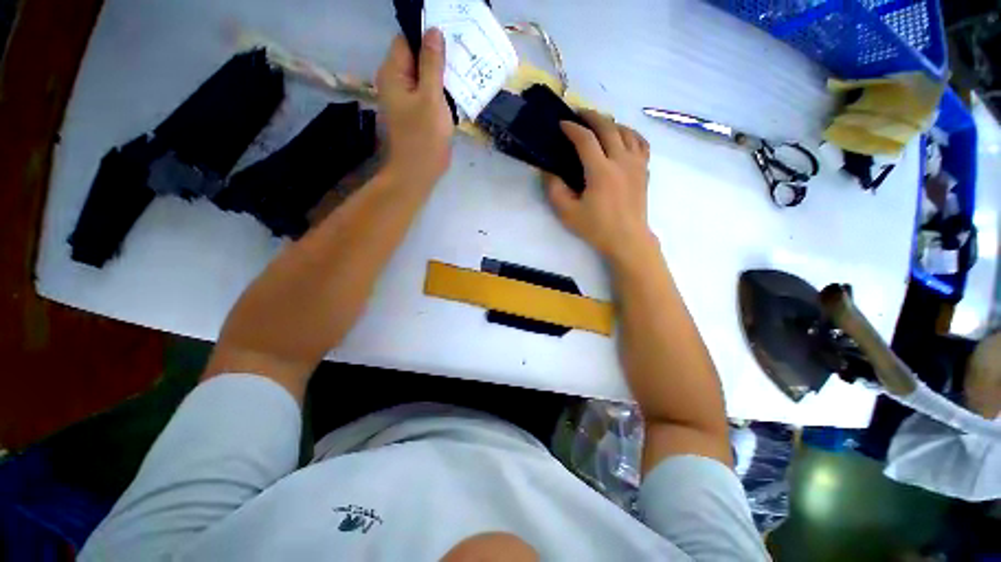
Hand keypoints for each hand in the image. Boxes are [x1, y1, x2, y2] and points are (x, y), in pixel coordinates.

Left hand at [376, 29, 454, 186]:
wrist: (417, 174)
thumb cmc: (423, 138)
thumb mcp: (431, 97)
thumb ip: (432, 64)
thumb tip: (434, 31)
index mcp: (393, 73)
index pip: (407, 40)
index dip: (427, 36)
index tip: (451, 38)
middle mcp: (396, 82)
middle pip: (416, 57)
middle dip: (438, 56)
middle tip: (462, 56)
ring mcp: (405, 99)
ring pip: (424, 77)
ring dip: (442, 75)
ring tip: (464, 73)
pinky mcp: (415, 113)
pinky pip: (428, 93)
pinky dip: (441, 91)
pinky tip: (457, 93)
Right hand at [546, 110, 652, 262]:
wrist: (627, 239)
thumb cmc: (596, 228)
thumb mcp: (567, 213)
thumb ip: (554, 189)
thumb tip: (548, 170)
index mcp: (601, 171)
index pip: (585, 139)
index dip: (572, 128)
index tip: (561, 124)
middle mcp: (621, 160)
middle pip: (608, 127)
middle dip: (591, 116)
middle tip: (578, 113)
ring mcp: (636, 164)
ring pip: (626, 131)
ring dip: (610, 123)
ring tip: (598, 124)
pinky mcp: (645, 170)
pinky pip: (641, 143)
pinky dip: (630, 134)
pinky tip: (623, 138)